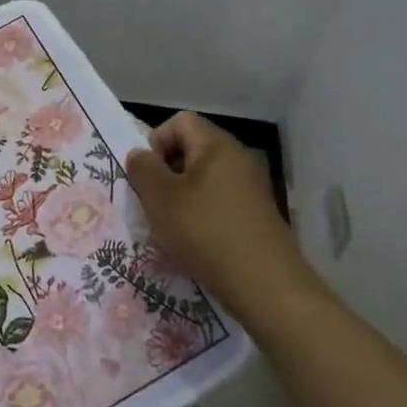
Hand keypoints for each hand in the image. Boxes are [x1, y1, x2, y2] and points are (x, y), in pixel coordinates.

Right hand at [124, 111, 320, 318]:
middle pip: (191, 150)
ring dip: (181, 199)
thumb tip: (141, 155)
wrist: (265, 285)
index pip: (179, 121)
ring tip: (171, 229)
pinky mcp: (256, 216)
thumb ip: (143, 169)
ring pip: (203, 180)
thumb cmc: (206, 232)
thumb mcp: (160, 198)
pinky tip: (194, 244)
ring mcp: (250, 188)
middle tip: (154, 205)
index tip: (148, 177)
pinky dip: (201, 217)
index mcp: (216, 145)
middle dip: (166, 174)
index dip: (156, 142)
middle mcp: (238, 159)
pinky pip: (219, 203)